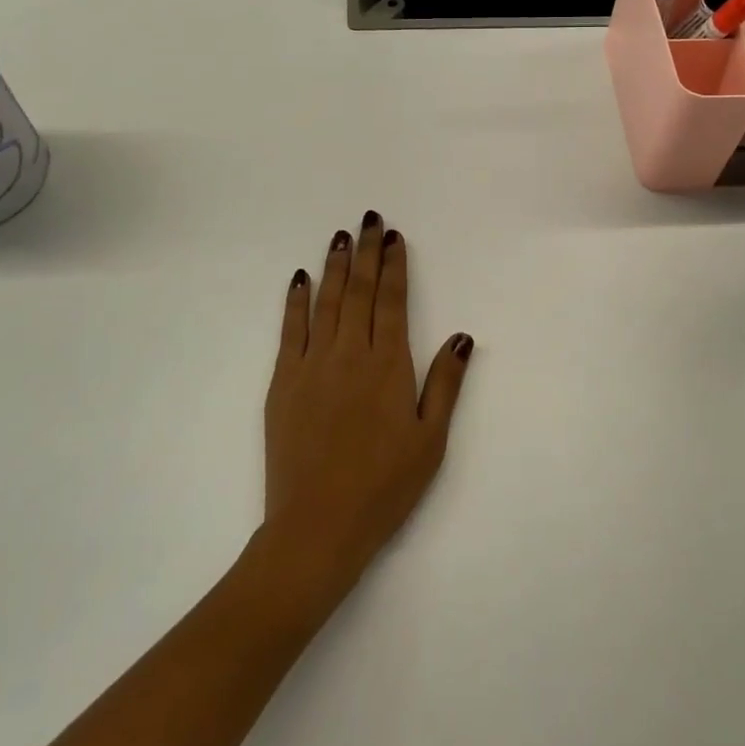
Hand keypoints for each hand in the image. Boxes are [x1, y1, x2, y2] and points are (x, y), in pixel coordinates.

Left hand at [262, 211, 474, 595]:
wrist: (318, 526)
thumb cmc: (384, 486)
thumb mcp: (430, 439)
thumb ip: (445, 384)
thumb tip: (461, 336)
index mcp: (388, 366)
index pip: (391, 302)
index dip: (394, 266)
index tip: (395, 237)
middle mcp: (350, 354)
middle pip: (359, 292)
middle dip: (366, 252)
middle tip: (370, 219)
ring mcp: (312, 365)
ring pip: (326, 303)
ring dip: (335, 266)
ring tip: (340, 236)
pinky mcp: (283, 383)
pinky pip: (290, 331)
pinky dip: (296, 302)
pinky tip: (301, 279)